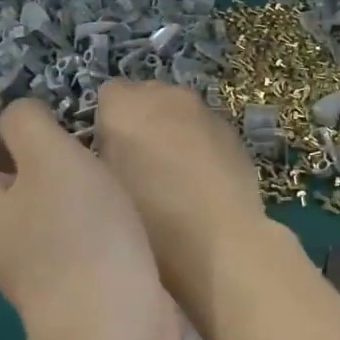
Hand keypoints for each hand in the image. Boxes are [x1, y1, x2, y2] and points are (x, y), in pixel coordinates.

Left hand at [0, 79, 175, 339]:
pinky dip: (44, 183)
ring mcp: (15, 251)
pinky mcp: (50, 265)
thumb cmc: (77, 235)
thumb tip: (19, 120)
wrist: (114, 326)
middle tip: (9, 111)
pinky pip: (31, 211)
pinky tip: (82, 177)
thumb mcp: (51, 159)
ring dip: (14, 157)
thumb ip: (26, 123)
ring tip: (53, 136)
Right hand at [93, 81, 287, 323]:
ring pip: (180, 115)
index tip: (109, 159)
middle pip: (146, 98)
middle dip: (141, 124)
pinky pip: (207, 134)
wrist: (222, 243)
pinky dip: (201, 149)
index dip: (106, 126)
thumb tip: (113, 151)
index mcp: (125, 105)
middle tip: (139, 169)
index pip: (107, 97)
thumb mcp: (104, 190)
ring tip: (174, 181)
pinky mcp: (235, 134)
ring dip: (173, 135)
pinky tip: (204, 187)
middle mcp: (167, 96)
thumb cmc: (149, 221)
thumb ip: (104, 157)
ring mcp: (206, 112)